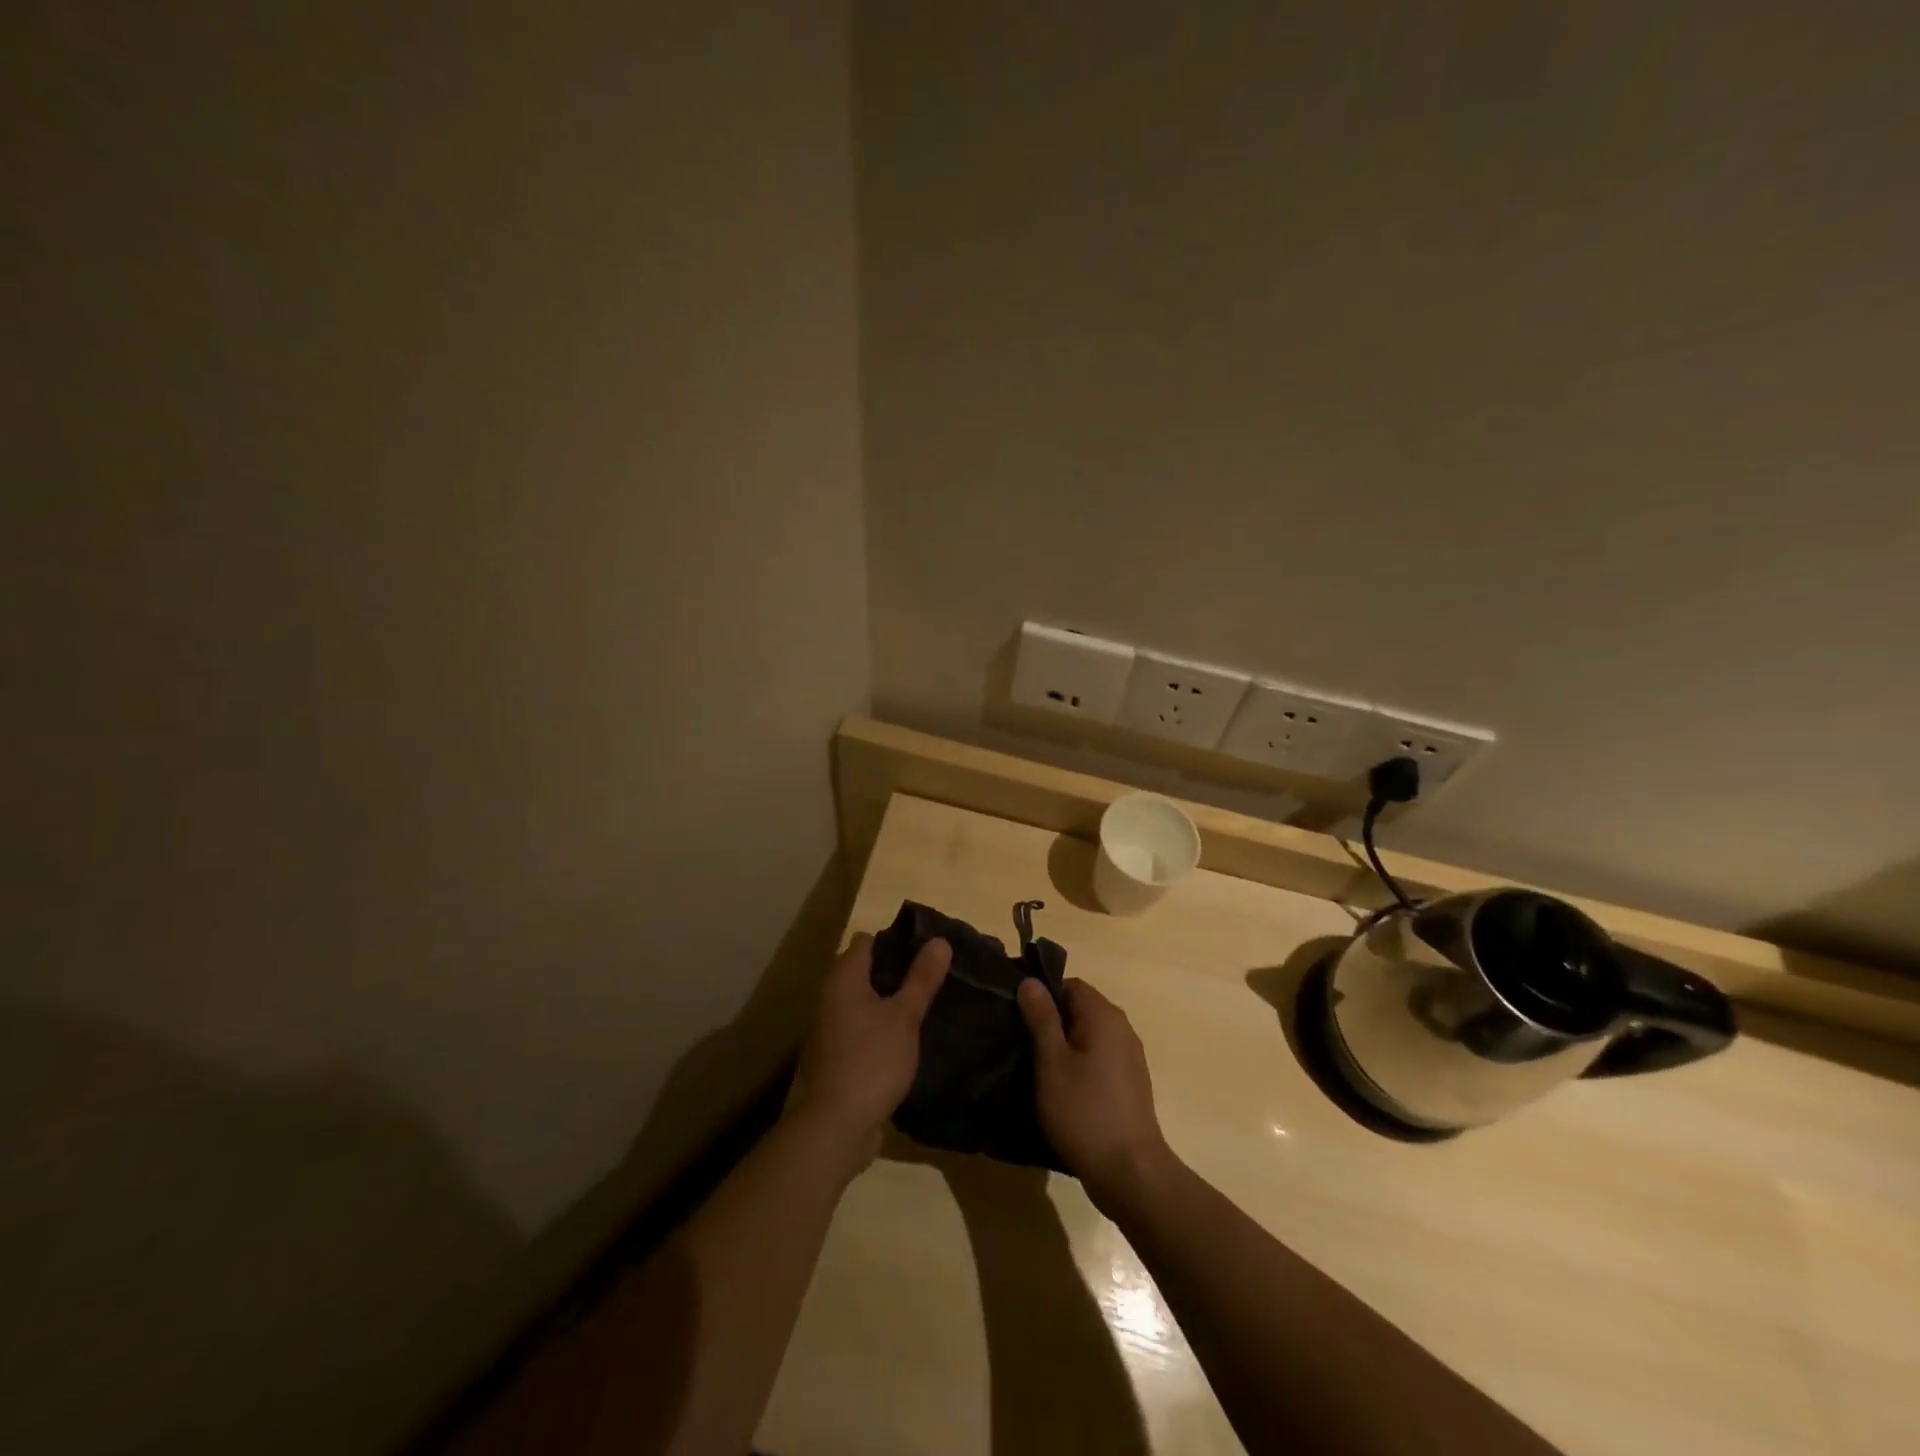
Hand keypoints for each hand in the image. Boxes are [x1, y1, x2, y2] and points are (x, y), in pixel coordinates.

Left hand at [784, 933, 950, 1172]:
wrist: (831, 1129)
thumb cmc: (869, 1062)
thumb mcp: (904, 1018)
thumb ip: (922, 979)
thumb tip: (940, 941)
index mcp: (843, 979)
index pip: (869, 941)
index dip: (898, 941)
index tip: (930, 949)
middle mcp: (831, 997)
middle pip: (867, 971)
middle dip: (900, 972)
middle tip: (937, 976)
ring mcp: (831, 1029)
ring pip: (867, 1002)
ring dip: (893, 1002)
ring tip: (931, 1004)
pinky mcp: (838, 1056)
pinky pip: (865, 1029)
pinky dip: (884, 1028)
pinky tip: (911, 1038)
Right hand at [1017, 977, 1172, 1211]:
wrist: (1129, 1171)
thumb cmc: (1084, 1111)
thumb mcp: (1051, 1062)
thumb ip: (1041, 1018)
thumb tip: (1031, 982)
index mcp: (1104, 1015)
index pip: (1069, 985)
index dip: (1042, 996)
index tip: (1019, 1018)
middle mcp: (1122, 1028)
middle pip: (1080, 1009)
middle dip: (1051, 1022)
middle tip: (1023, 1044)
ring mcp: (1130, 1056)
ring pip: (1089, 1036)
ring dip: (1064, 1046)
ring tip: (1037, 1069)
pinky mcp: (1130, 1083)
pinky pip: (1099, 1059)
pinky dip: (1080, 1065)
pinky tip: (1062, 1090)